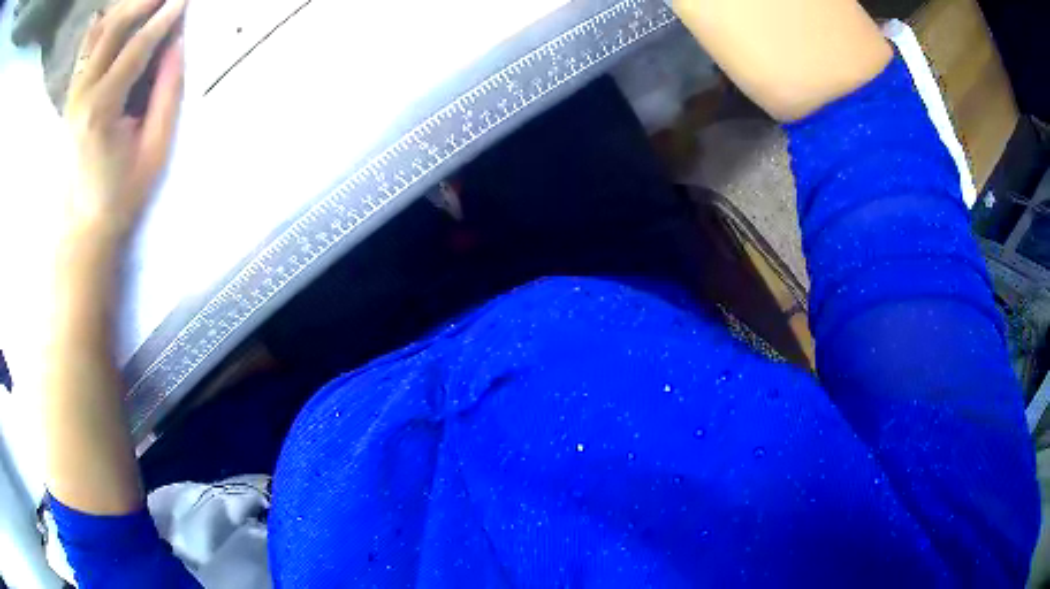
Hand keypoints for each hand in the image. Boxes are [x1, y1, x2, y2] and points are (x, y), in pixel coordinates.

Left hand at [63, 0, 185, 243]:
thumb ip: (167, 92)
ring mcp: (73, 95)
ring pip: (99, 32)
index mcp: (101, 109)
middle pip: (114, 28)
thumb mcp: (154, 149)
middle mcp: (81, 94)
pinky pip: (87, 48)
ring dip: (126, 8)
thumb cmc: (121, 195)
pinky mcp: (71, 97)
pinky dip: (104, 23)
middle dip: (145, 1)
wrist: (83, 229)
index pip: (137, 47)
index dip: (166, 18)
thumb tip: (178, 43)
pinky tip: (119, 12)